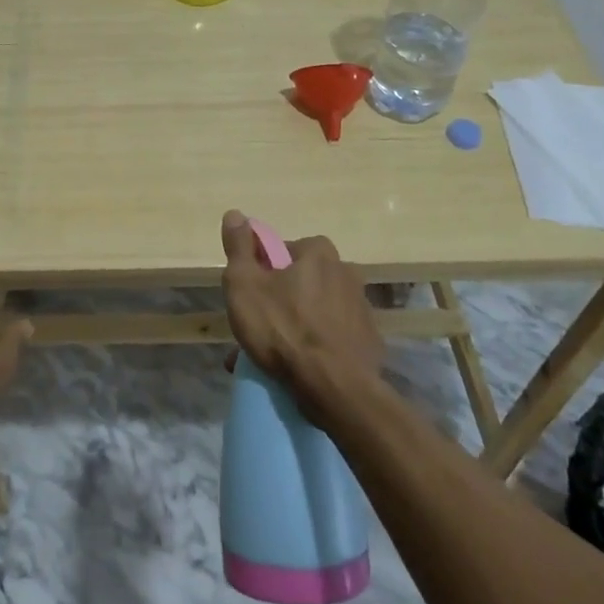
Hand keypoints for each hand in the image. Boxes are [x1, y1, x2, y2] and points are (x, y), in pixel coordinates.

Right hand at [220, 210, 384, 424]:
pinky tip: (297, 371)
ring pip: (316, 312)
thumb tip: (235, 213)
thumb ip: (239, 247)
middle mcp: (346, 273)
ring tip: (272, 358)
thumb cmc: (284, 329)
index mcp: (319, 253)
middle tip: (257, 330)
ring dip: (295, 327)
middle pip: (302, 281)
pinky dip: (315, 348)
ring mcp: (361, 309)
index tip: (251, 295)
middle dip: (279, 302)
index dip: (263, 270)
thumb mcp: (245, 284)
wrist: (336, 389)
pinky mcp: (369, 343)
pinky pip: (332, 338)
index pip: (284, 250)